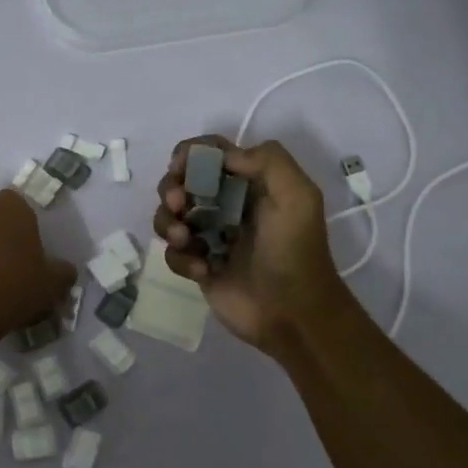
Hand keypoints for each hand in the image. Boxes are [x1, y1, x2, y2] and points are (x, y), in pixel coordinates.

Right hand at [153, 136, 351, 351]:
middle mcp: (226, 205)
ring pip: (169, 216)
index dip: (189, 154)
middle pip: (181, 182)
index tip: (180, 167)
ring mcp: (209, 236)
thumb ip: (267, 161)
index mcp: (249, 183)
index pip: (210, 154)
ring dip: (169, 224)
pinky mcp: (199, 266)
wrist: (294, 314)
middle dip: (171, 189)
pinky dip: (181, 258)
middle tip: (179, 205)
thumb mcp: (298, 196)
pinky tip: (202, 270)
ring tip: (186, 241)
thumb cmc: (294, 251)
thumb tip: (222, 158)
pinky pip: (172, 253)